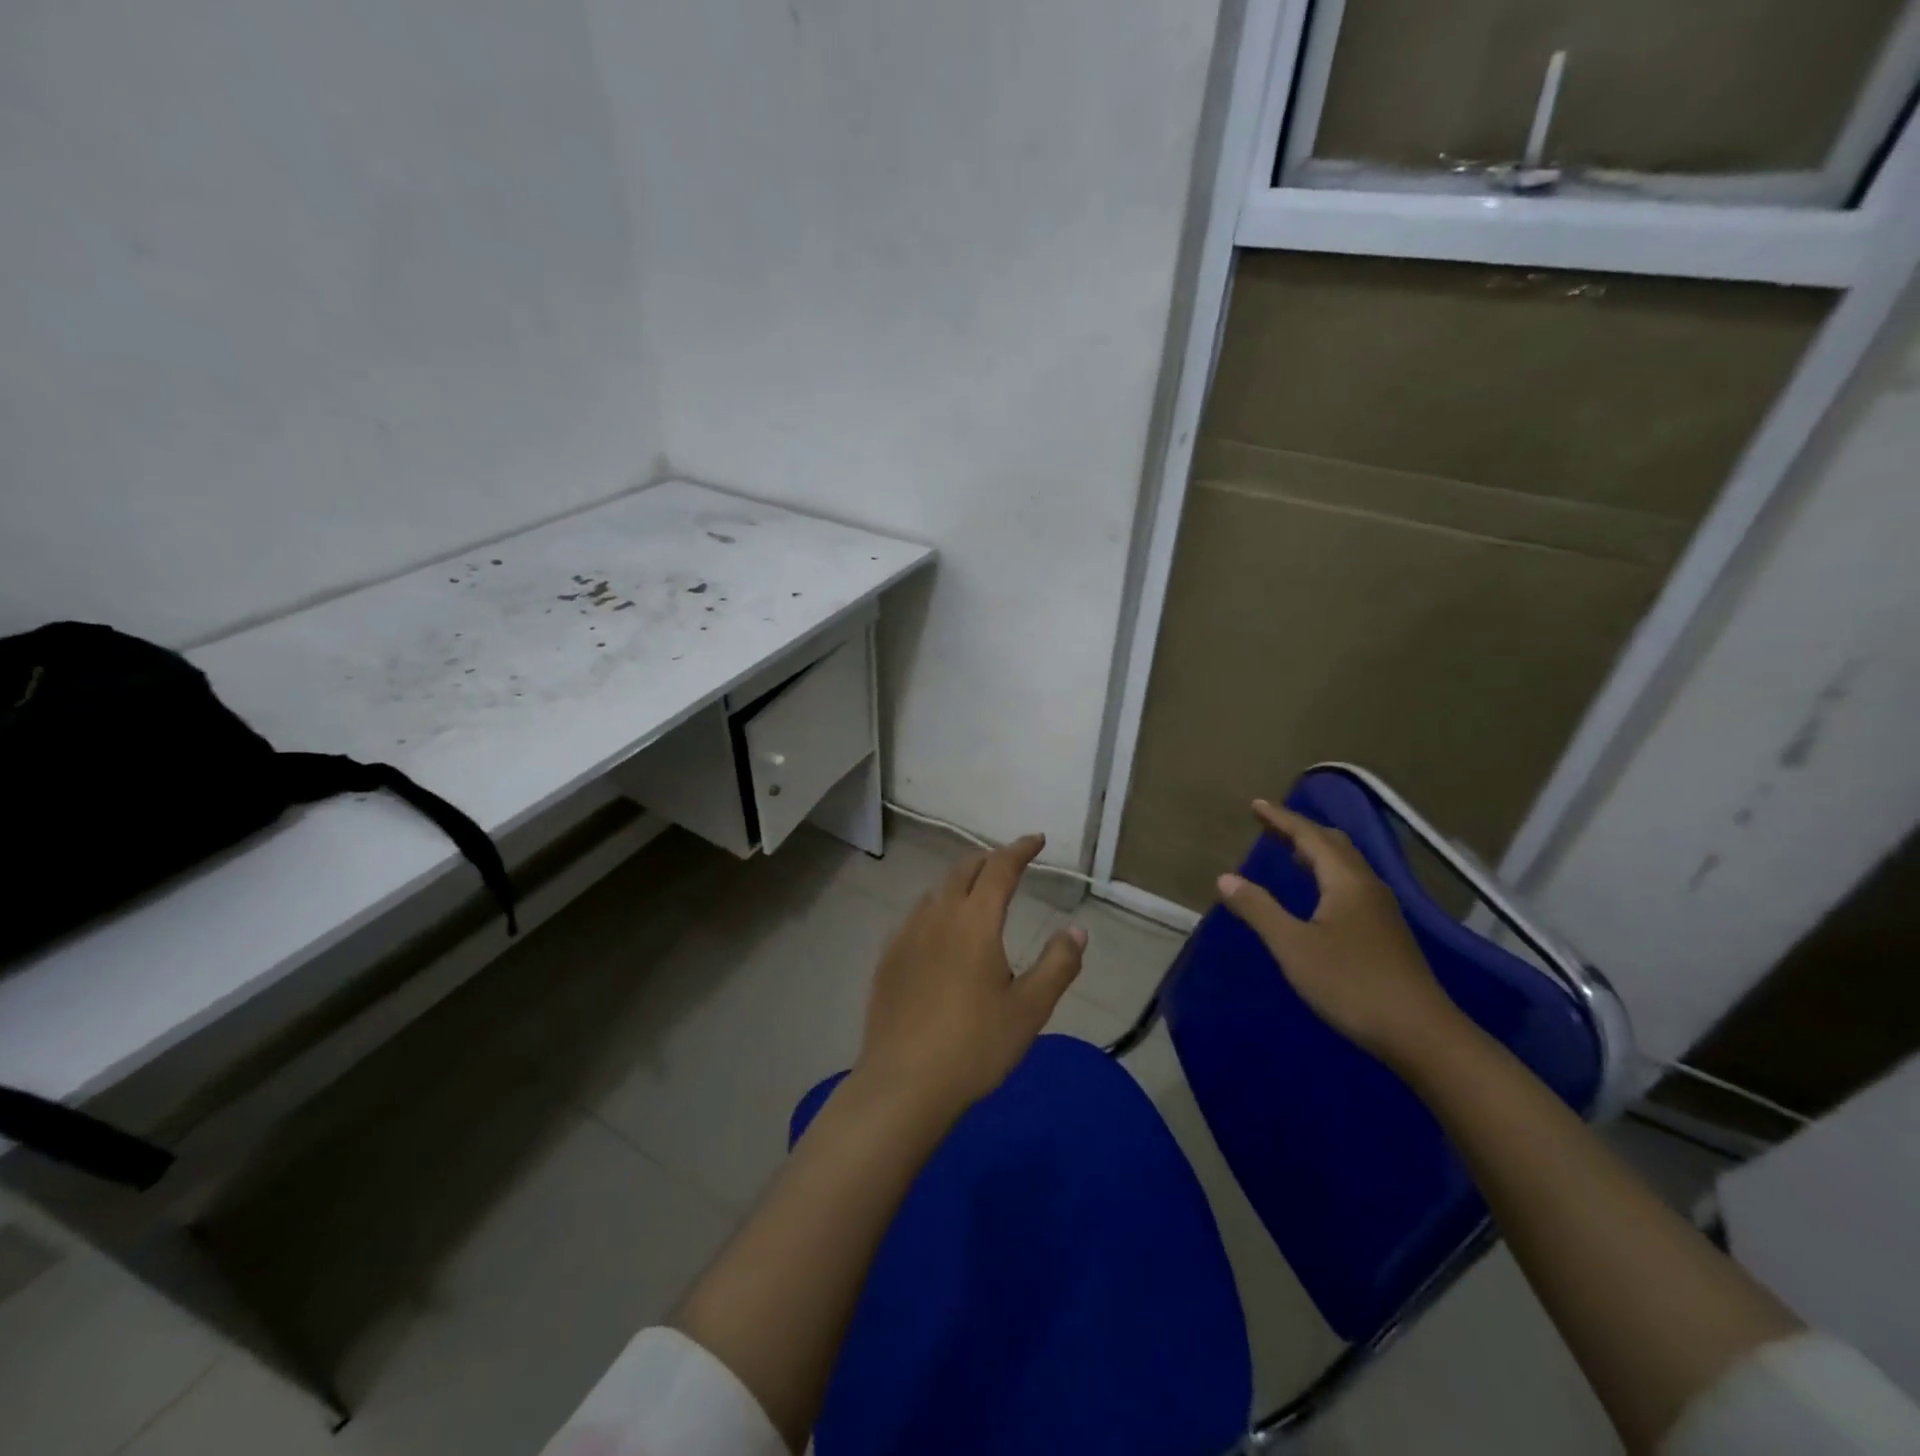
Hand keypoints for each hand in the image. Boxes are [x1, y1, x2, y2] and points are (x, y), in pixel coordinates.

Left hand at [855, 835, 1085, 1119]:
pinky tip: (940, 930)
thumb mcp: (1029, 1010)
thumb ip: (1058, 964)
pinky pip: (917, 916)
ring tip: (977, 893)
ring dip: (961, 882)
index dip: (1019, 849)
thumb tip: (1078, 929)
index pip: (1000, 869)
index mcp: (975, 922)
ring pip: (937, 892)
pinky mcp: (888, 958)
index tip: (1036, 840)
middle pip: (964, 871)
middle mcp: (938, 917)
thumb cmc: (974, 1046)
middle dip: (989, 860)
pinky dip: (937, 907)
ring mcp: (907, 936)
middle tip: (1009, 863)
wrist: (904, 1083)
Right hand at [1216, 799, 1462, 1065]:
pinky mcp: (1387, 933)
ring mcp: (1382, 911)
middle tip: (1270, 825)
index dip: (1281, 819)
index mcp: (1346, 881)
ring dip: (1317, 852)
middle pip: (1334, 844)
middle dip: (1301, 830)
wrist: (1420, 1034)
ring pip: (1347, 866)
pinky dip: (1328, 875)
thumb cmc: (1351, 983)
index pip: (1310, 836)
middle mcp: (1367, 886)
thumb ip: (1259, 909)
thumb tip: (1225, 878)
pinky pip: (1352, 886)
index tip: (1255, 805)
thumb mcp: (1293, 946)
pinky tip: (1318, 896)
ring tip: (1290, 853)